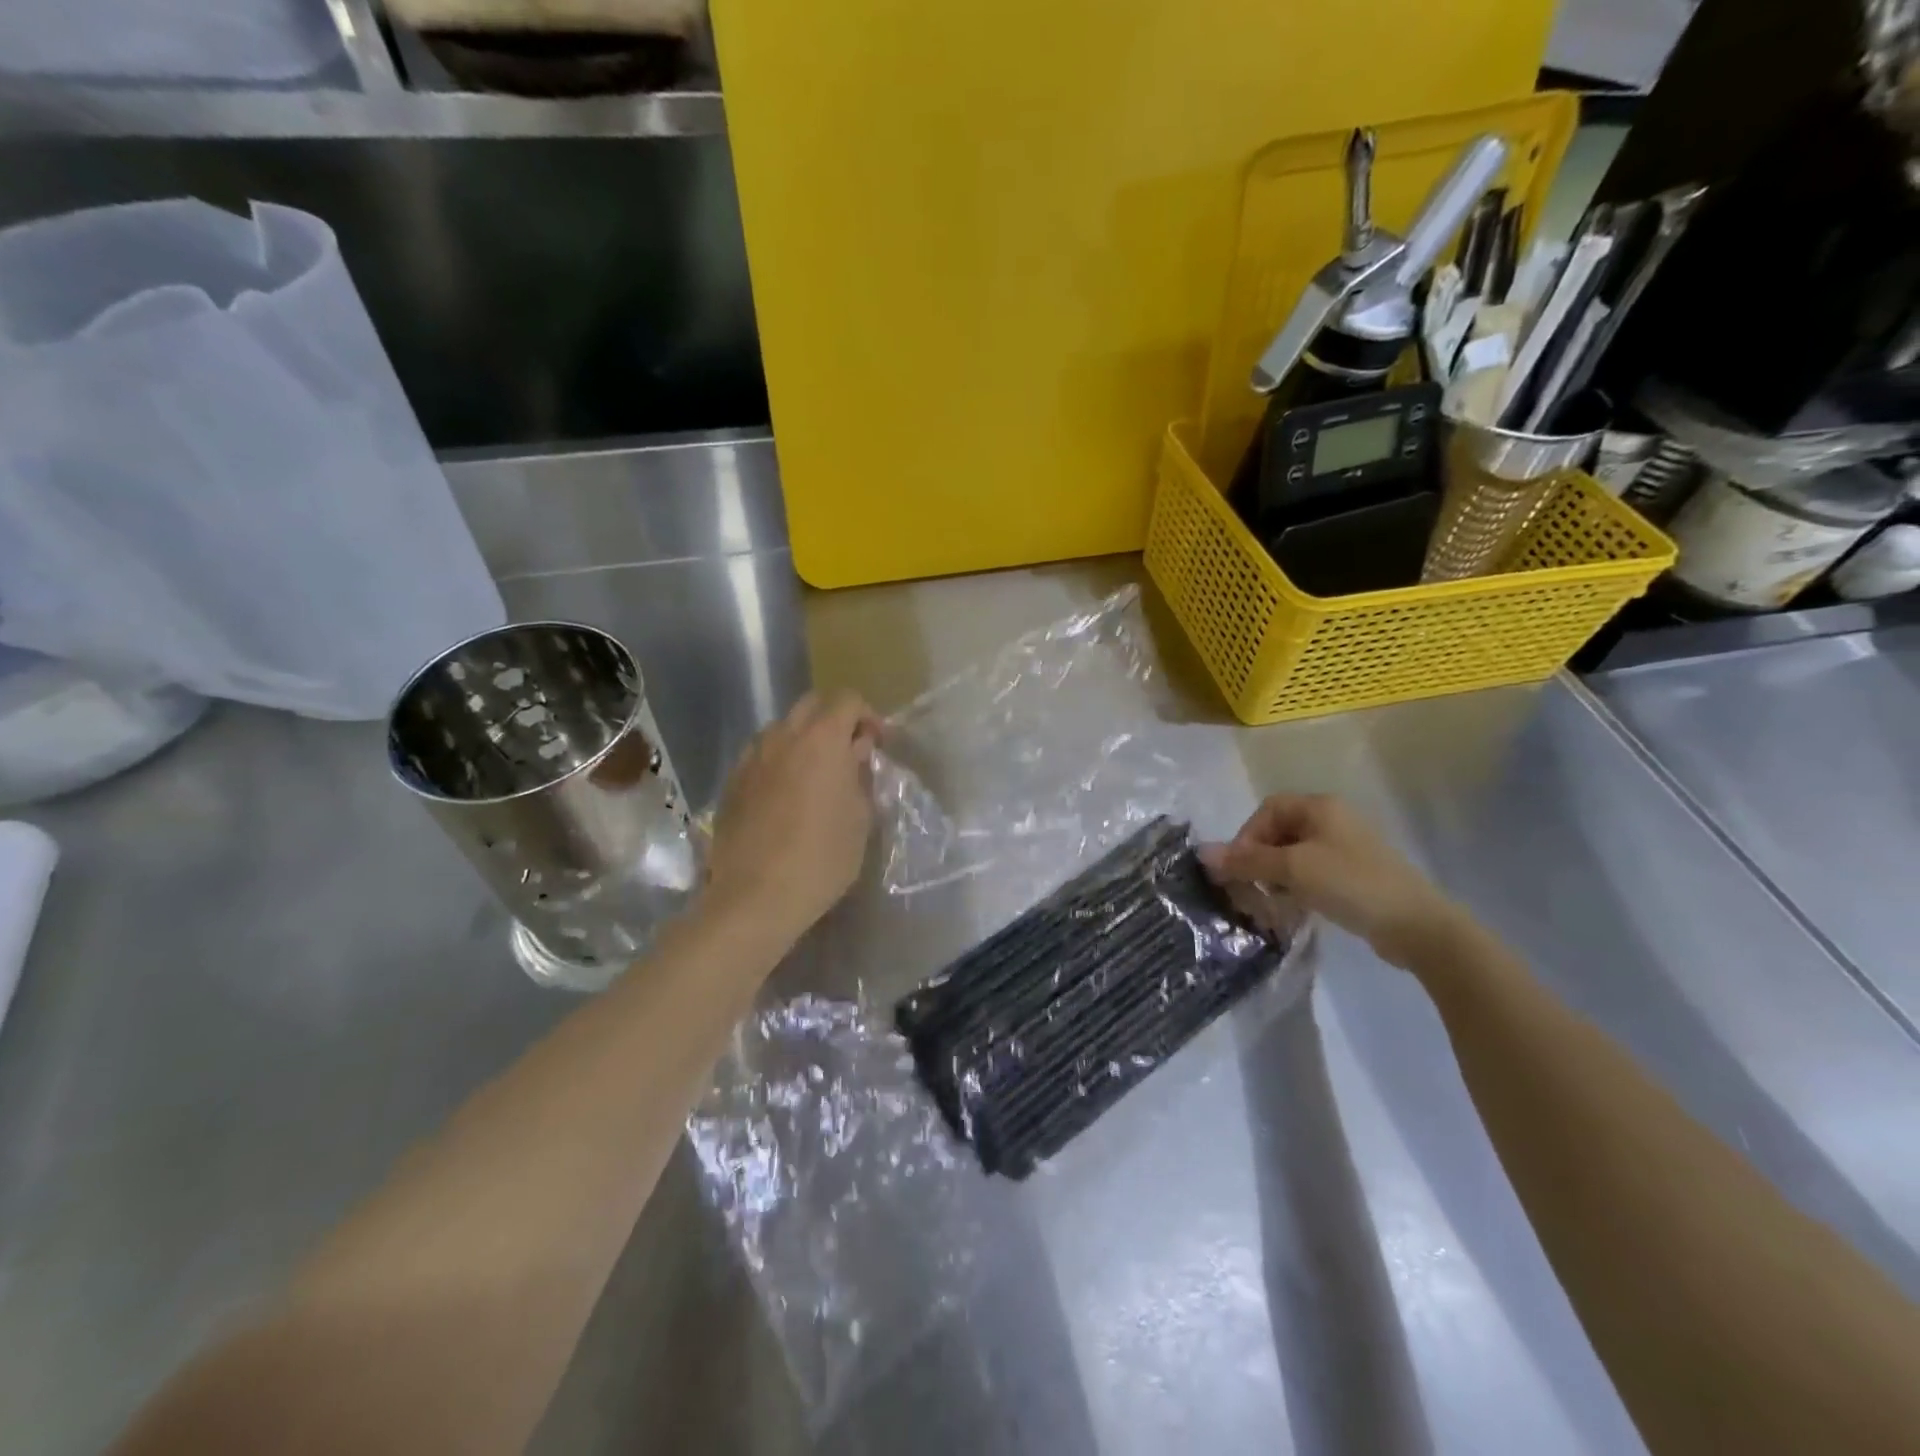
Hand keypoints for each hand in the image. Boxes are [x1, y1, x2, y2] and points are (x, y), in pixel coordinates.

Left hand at [706, 690, 882, 943]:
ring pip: (782, 728)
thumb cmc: (821, 858)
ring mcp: (752, 757)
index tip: (876, 744)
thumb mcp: (860, 818)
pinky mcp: (732, 781)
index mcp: (822, 739)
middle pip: (812, 705)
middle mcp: (783, 736)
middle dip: (835, 719)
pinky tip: (786, 795)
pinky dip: (779, 761)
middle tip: (849, 753)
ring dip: (804, 739)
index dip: (867, 716)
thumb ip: (860, 775)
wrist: (755, 897)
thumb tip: (855, 754)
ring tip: (815, 775)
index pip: (847, 700)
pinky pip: (761, 755)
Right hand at [1205, 794, 1460, 967]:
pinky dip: (1297, 889)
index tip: (1241, 869)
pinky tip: (1295, 910)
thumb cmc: (1351, 884)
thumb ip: (1246, 861)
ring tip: (1273, 904)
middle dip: (1259, 860)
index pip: (1267, 810)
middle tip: (1252, 889)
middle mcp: (1332, 820)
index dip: (1246, 837)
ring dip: (1276, 878)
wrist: (1417, 926)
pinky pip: (1312, 874)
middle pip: (1278, 833)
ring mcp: (1346, 848)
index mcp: (1319, 807)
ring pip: (1294, 856)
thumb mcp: (1293, 870)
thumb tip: (1201, 853)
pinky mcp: (1355, 875)